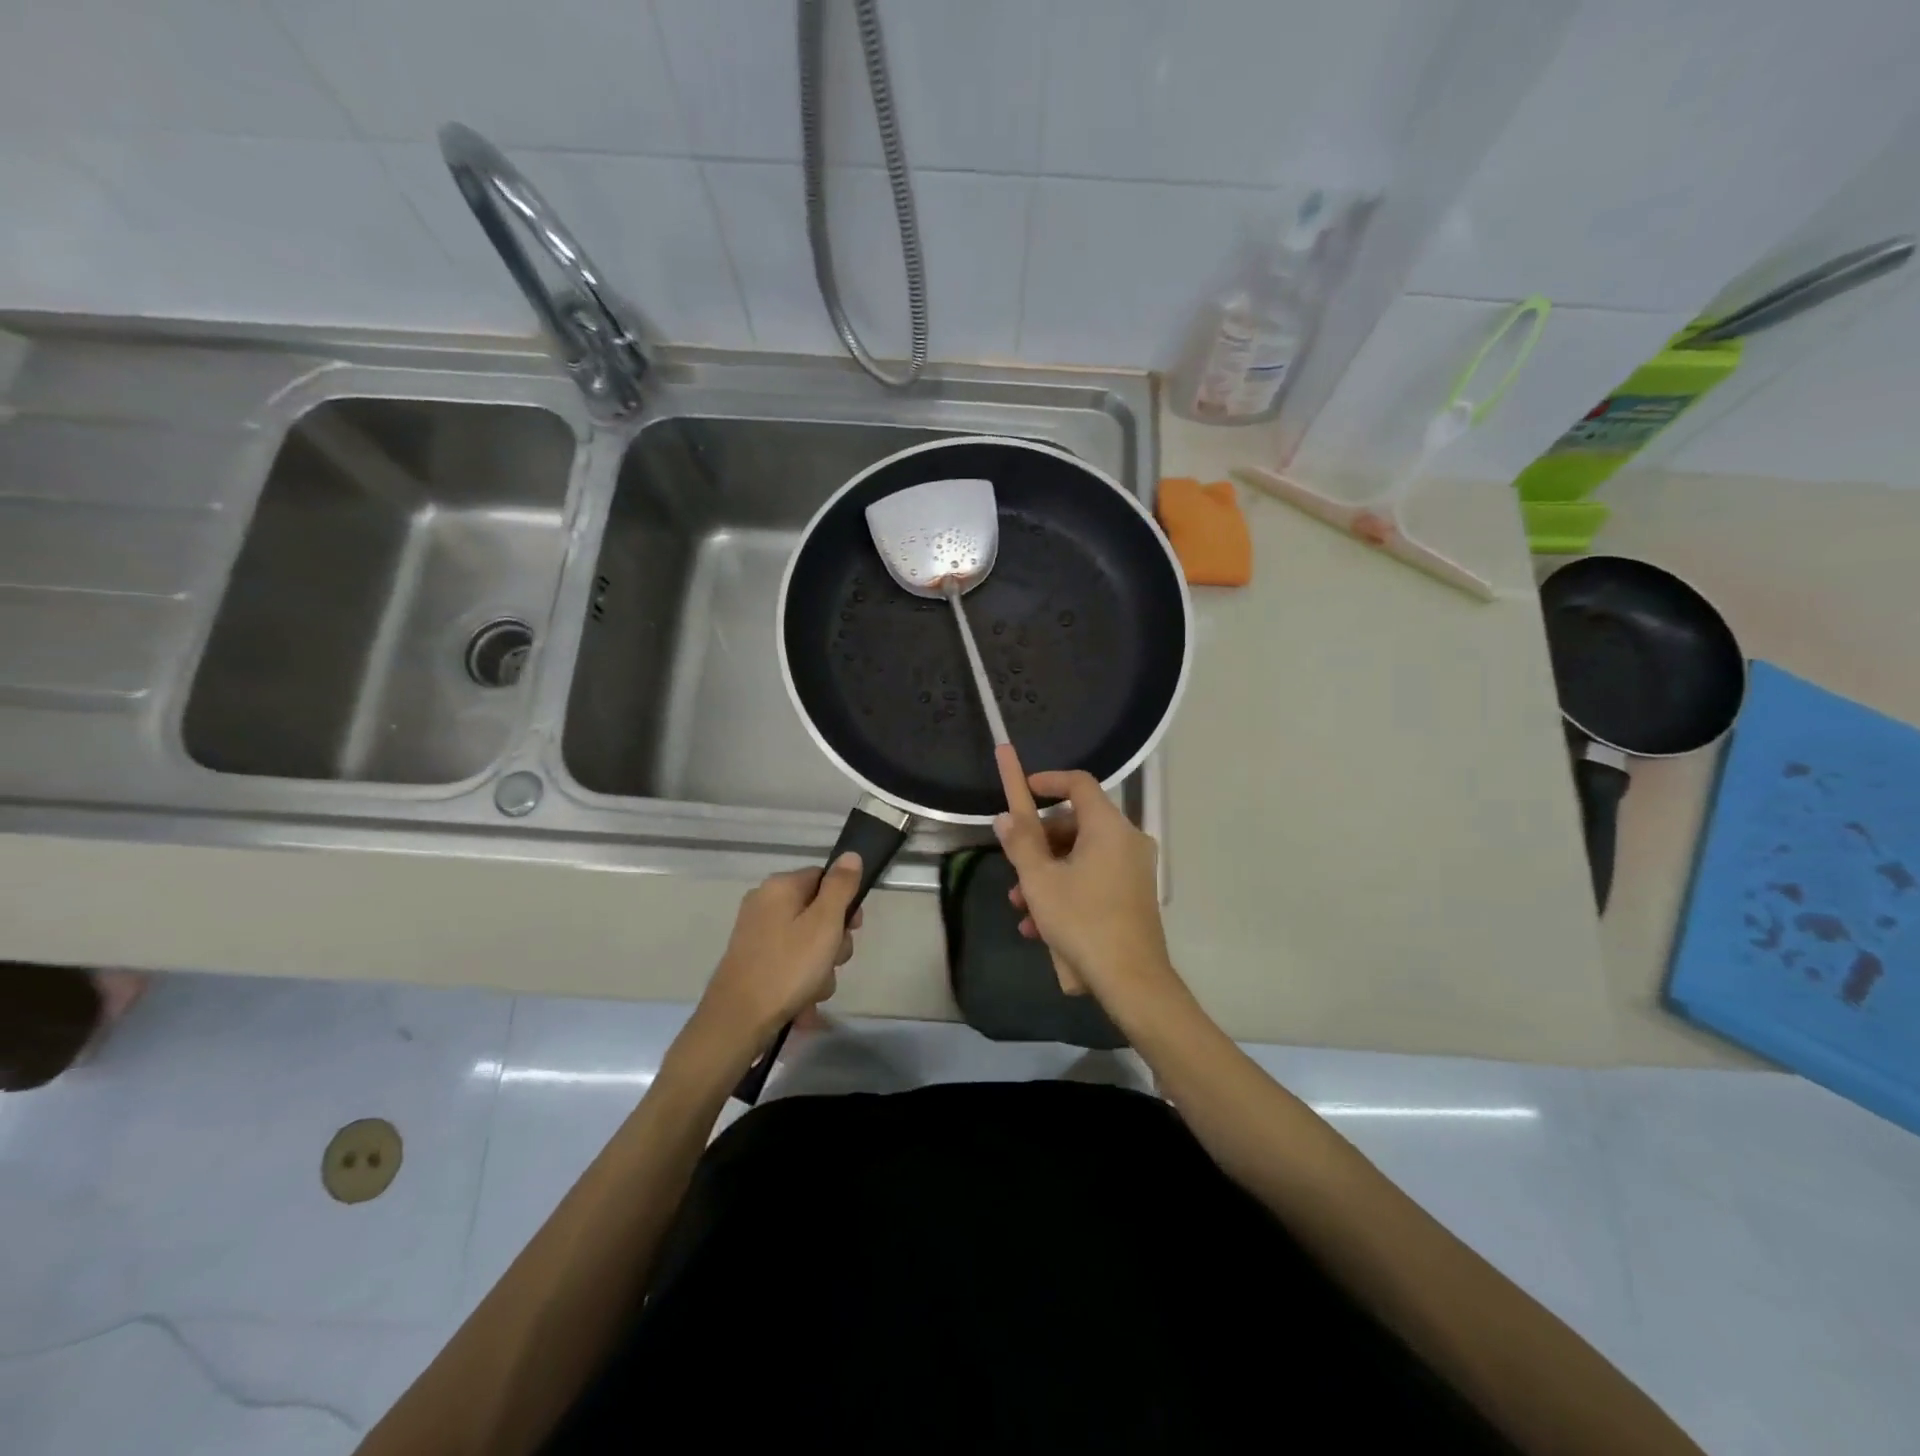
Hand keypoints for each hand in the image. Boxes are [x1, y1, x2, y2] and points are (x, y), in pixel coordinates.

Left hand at [693, 855, 864, 1052]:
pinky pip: (790, 962)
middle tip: (832, 962)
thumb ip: (841, 887)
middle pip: (817, 912)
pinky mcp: (753, 961)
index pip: (824, 878)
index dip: (845, 903)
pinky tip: (802, 1002)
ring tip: (814, 989)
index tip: (854, 929)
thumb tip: (851, 855)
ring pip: (807, 942)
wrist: (738, 1021)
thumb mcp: (824, 923)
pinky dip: (801, 980)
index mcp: (779, 887)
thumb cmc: (787, 967)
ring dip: (820, 967)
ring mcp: (756, 934)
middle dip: (832, 942)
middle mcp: (764, 903)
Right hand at [992, 745, 1181, 1013]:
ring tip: (1020, 907)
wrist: (1131, 979)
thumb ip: (1020, 843)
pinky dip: (1067, 889)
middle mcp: (1127, 840)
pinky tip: (1039, 926)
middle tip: (1014, 866)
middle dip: (1039, 843)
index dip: (1048, 781)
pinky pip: (1094, 876)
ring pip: (1081, 855)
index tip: (1024, 790)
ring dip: (1047, 873)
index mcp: (1108, 827)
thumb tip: (1005, 816)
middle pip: (1076, 823)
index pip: (1078, 783)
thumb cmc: (1082, 921)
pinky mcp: (1134, 893)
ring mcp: (1134, 868)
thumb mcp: (1040, 881)